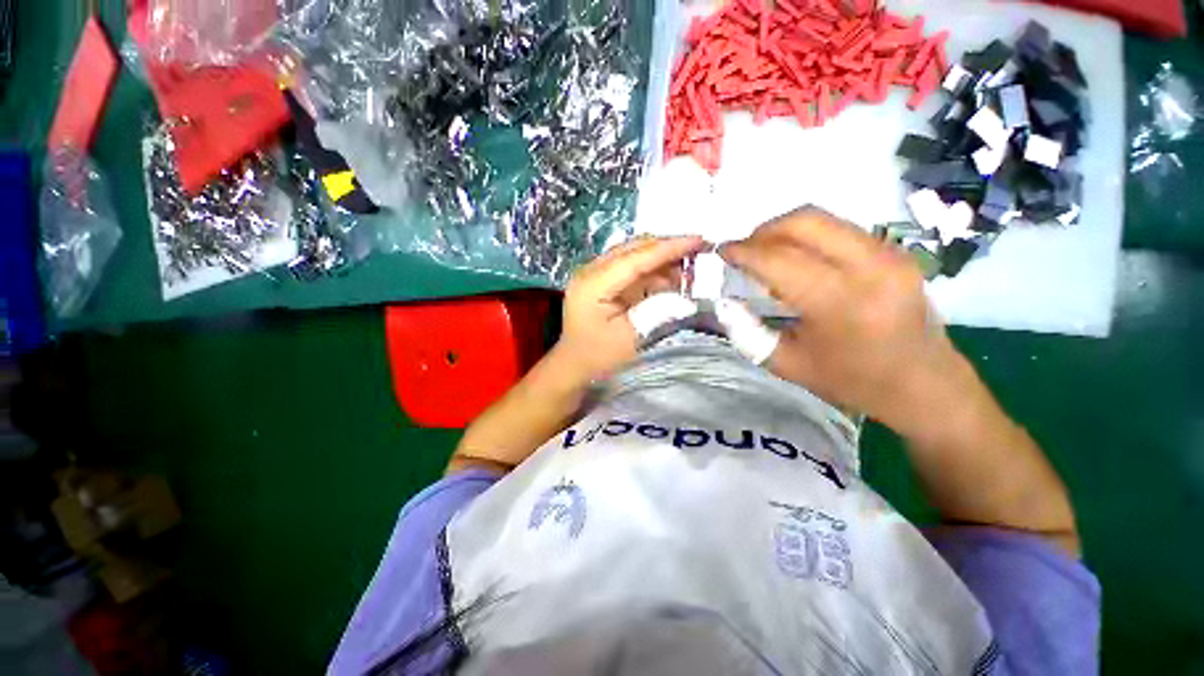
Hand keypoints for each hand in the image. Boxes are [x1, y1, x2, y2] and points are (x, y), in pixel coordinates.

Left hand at [556, 235, 706, 382]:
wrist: (575, 364)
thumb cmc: (599, 356)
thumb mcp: (631, 337)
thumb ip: (656, 309)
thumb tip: (681, 288)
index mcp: (593, 284)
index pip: (636, 258)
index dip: (669, 248)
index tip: (699, 240)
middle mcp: (591, 271)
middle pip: (633, 248)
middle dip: (667, 247)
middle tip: (700, 248)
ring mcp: (594, 273)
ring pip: (633, 253)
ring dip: (661, 257)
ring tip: (689, 265)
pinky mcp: (601, 279)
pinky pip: (630, 266)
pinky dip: (652, 269)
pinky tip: (670, 277)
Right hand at [720, 207, 970, 432]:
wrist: (924, 385)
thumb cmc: (851, 381)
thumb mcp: (787, 364)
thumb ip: (747, 331)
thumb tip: (723, 302)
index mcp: (839, 303)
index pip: (779, 260)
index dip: (744, 251)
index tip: (721, 251)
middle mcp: (869, 267)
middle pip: (805, 222)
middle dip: (763, 231)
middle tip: (743, 250)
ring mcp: (889, 253)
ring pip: (824, 219)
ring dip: (785, 230)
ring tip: (766, 253)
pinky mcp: (896, 251)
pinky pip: (840, 228)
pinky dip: (808, 236)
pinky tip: (797, 259)